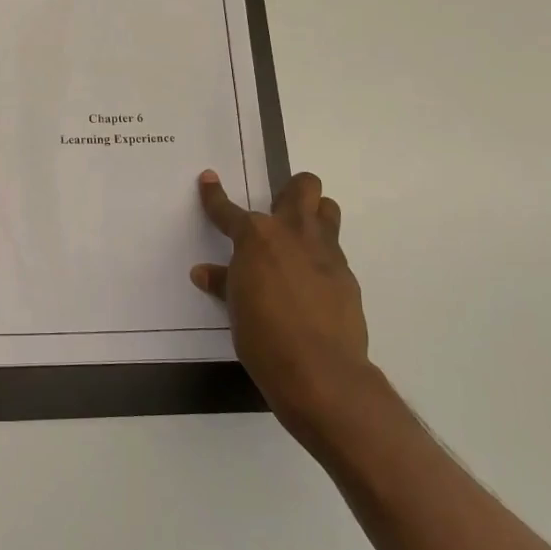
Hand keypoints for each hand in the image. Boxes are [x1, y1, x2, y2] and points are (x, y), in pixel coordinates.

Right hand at [191, 169, 373, 450]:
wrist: (319, 370)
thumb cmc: (263, 336)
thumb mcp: (235, 308)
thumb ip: (223, 282)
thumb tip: (204, 272)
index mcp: (257, 237)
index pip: (228, 210)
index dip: (214, 195)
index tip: (209, 179)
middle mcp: (294, 233)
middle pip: (304, 187)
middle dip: (290, 190)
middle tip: (276, 211)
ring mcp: (325, 252)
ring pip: (328, 210)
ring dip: (314, 215)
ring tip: (298, 239)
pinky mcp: (346, 276)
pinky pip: (334, 251)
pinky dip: (319, 258)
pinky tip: (310, 283)